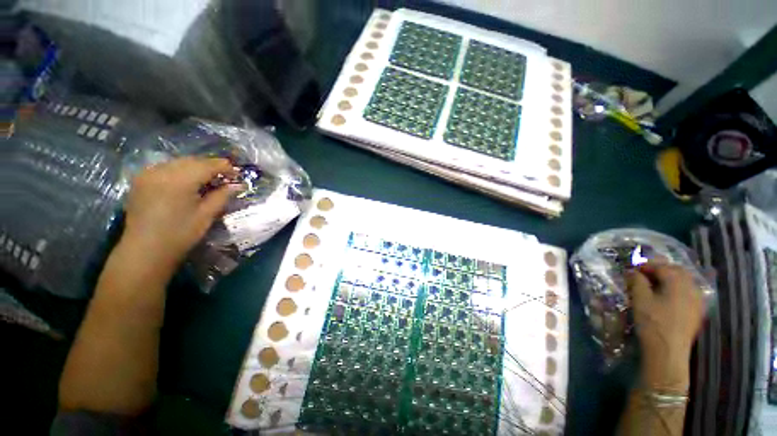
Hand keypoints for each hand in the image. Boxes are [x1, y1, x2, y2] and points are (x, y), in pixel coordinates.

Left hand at [122, 157, 239, 273]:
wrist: (145, 250)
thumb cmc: (180, 234)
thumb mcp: (206, 215)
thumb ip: (222, 195)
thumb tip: (238, 185)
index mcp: (179, 180)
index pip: (208, 165)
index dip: (225, 167)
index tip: (238, 173)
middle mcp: (162, 171)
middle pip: (193, 160)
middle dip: (211, 166)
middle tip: (225, 177)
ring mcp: (148, 173)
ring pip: (178, 162)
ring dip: (196, 167)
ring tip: (208, 179)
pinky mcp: (140, 179)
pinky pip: (165, 167)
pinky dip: (180, 171)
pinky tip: (187, 182)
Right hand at [626, 262, 705, 391]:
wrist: (668, 352)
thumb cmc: (653, 323)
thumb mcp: (640, 300)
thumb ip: (637, 281)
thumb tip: (633, 271)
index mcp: (678, 283)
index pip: (661, 266)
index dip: (645, 265)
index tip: (632, 268)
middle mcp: (692, 288)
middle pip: (677, 271)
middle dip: (660, 269)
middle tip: (643, 274)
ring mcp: (697, 300)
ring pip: (685, 281)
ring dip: (670, 278)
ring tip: (654, 284)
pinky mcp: (697, 311)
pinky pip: (689, 292)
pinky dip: (678, 288)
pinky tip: (668, 295)